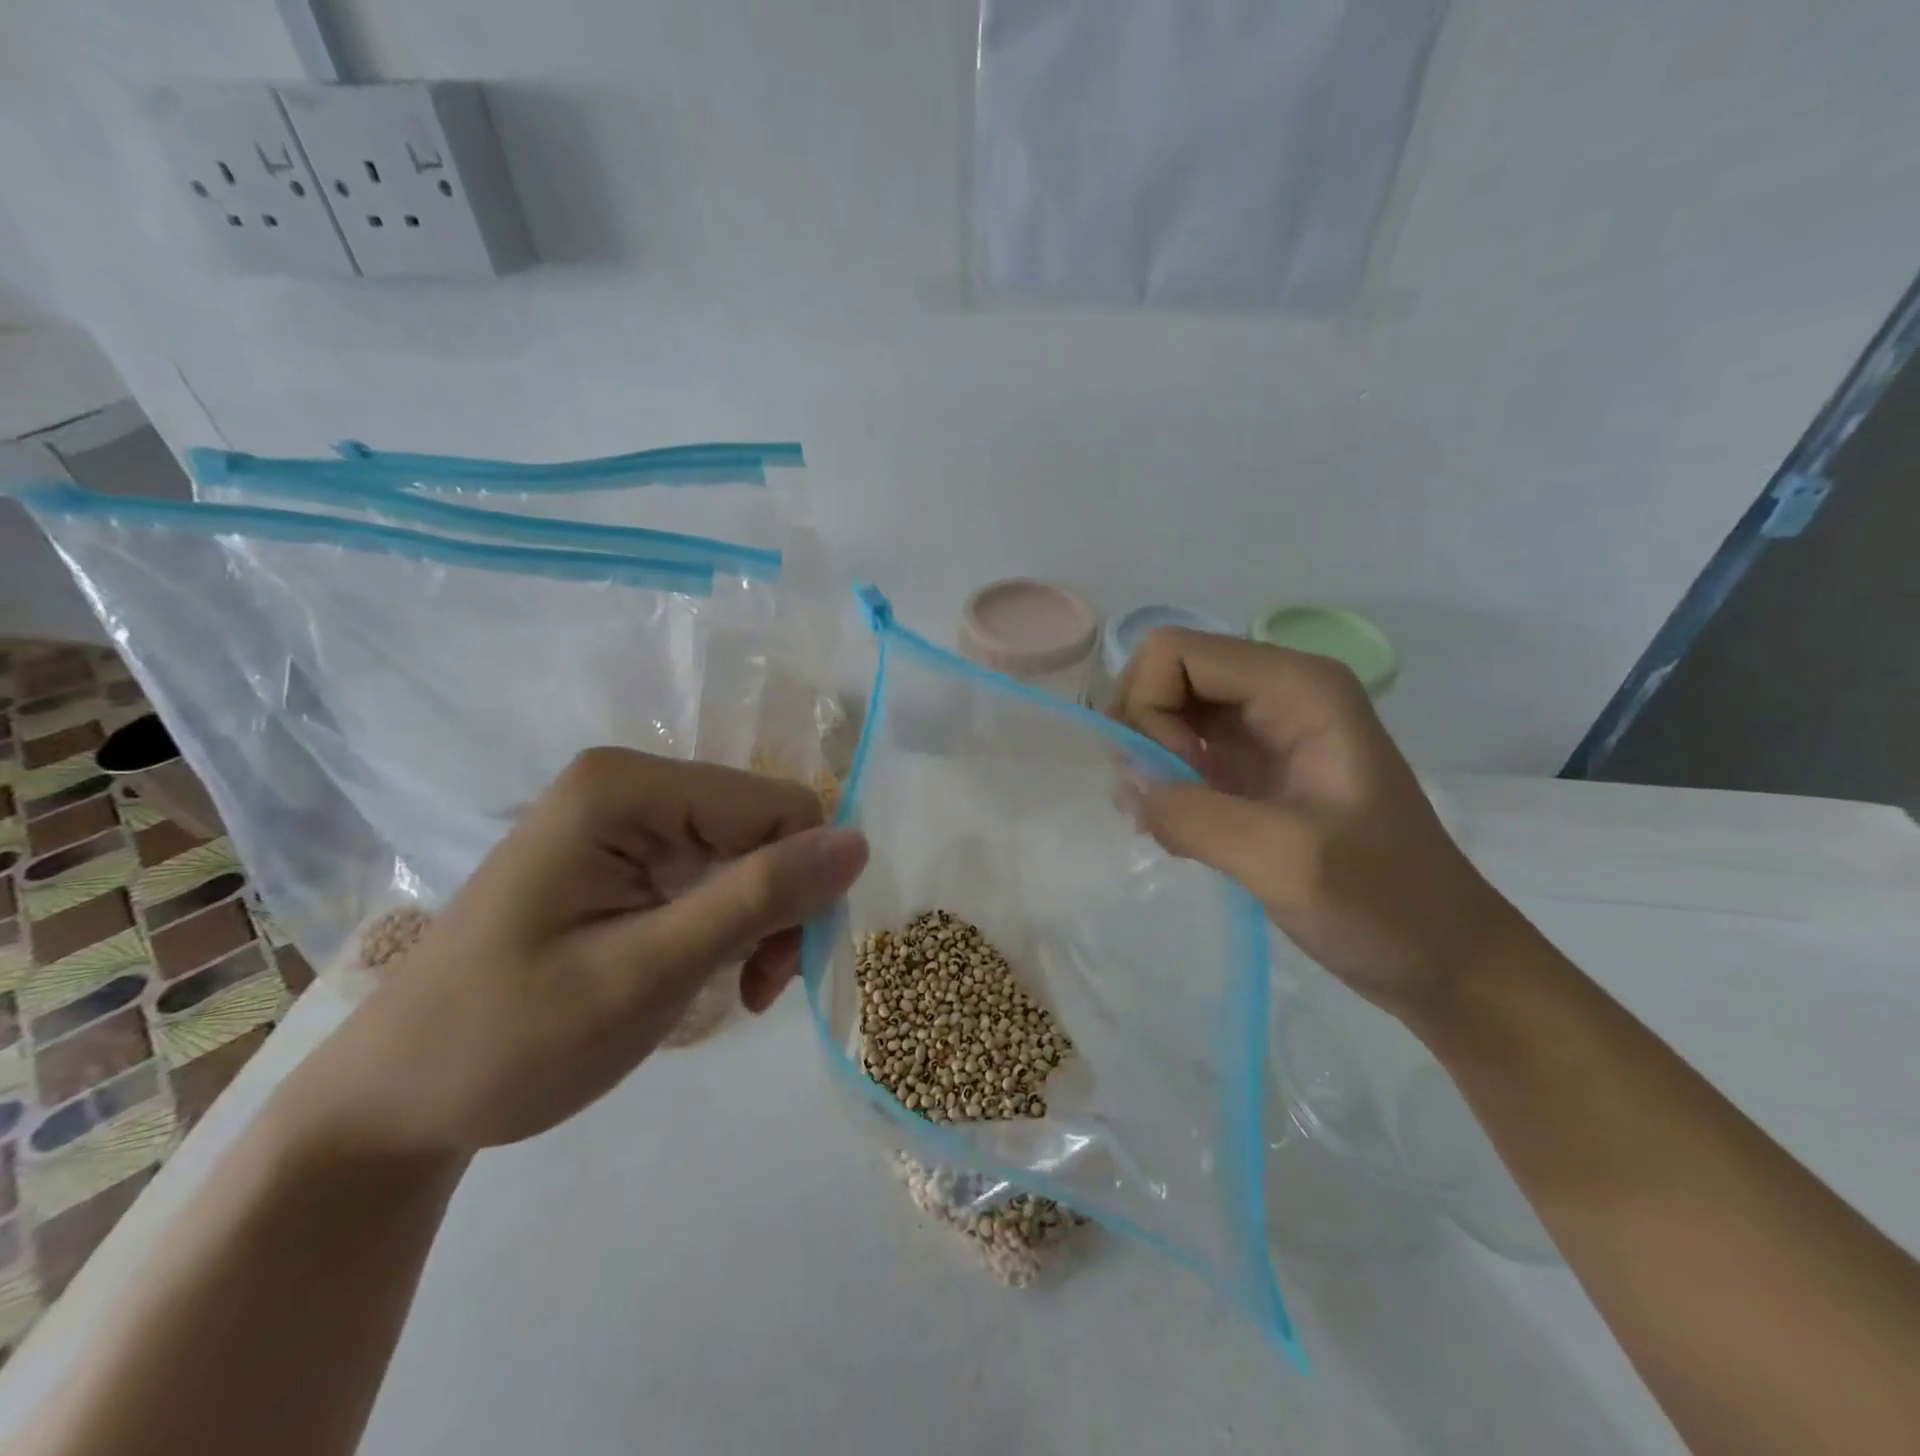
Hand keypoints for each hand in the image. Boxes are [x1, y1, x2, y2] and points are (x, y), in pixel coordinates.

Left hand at [294, 749, 867, 1156]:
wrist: (395, 1102)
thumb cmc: (509, 1041)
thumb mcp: (647, 973)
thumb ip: (756, 899)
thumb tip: (859, 842)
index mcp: (626, 787)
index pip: (777, 806)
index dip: (802, 882)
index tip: (778, 970)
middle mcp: (631, 783)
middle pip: (766, 825)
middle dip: (781, 905)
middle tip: (759, 986)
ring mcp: (628, 818)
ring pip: (752, 850)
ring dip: (761, 920)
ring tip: (740, 988)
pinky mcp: (629, 855)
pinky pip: (718, 871)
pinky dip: (734, 924)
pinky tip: (717, 971)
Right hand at [1111, 629, 1524, 1018]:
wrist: (1441, 955)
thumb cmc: (1384, 903)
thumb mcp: (1288, 863)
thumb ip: (1194, 815)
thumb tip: (1126, 786)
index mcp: (1297, 686)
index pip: (1174, 652)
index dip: (1148, 708)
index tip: (1168, 779)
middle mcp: (1278, 691)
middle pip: (1167, 675)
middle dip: (1143, 733)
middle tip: (1158, 802)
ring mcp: (1265, 728)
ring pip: (1168, 711)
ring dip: (1150, 761)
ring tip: (1167, 823)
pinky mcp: (1253, 765)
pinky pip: (1181, 747)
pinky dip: (1164, 782)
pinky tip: (1179, 829)